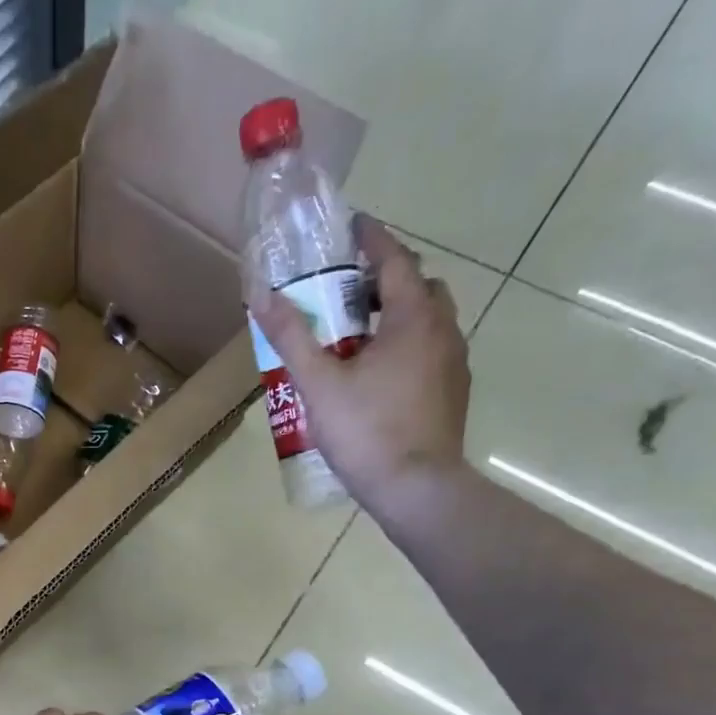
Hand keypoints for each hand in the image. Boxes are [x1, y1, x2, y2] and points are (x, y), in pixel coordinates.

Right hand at [250, 216, 471, 507]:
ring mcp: (453, 363)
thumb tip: (261, 293)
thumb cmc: (367, 430)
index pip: (395, 259)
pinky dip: (405, 346)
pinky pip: (430, 351)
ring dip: (396, 315)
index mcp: (413, 317)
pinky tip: (377, 375)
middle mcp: (443, 330)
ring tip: (357, 336)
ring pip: (427, 321)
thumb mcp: (319, 383)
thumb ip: (292, 336)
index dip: (372, 239)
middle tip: (347, 291)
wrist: (416, 488)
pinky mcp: (452, 392)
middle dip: (384, 280)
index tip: (351, 226)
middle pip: (418, 287)